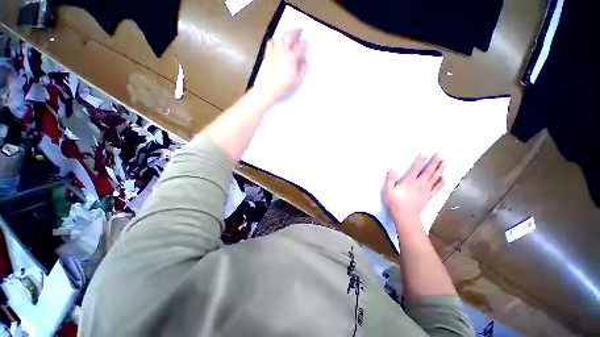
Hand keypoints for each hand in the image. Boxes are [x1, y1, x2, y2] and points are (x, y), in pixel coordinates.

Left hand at [254, 29, 306, 102]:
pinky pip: (270, 43)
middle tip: (300, 30)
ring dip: (286, 33)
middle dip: (296, 31)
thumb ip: (302, 68)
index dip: (305, 43)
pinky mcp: (267, 55)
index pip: (300, 46)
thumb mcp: (297, 80)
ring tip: (289, 34)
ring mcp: (274, 52)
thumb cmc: (284, 87)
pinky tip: (276, 41)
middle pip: (289, 36)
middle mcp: (283, 51)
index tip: (307, 42)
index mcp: (292, 58)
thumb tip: (304, 60)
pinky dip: (275, 39)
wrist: (268, 89)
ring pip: (280, 37)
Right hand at [383, 154, 445, 226]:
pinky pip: (437, 188)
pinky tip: (444, 178)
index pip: (415, 169)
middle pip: (428, 172)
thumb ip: (390, 179)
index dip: (419, 161)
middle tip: (440, 155)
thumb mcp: (388, 190)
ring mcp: (425, 190)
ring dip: (440, 170)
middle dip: (434, 163)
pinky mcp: (429, 196)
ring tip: (444, 163)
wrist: (405, 216)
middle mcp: (419, 184)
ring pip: (434, 178)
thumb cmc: (395, 202)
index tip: (423, 154)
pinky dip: (441, 183)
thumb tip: (393, 168)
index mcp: (409, 181)